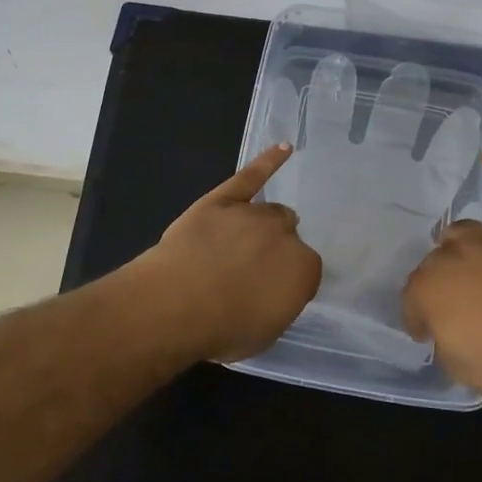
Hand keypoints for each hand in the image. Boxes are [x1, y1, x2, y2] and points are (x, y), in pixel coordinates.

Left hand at [138, 144, 322, 362]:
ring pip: (270, 211)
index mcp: (303, 270)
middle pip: (288, 236)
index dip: (284, 282)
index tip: (267, 293)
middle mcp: (286, 235)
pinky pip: (252, 175)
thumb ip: (278, 305)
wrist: (176, 304)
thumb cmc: (222, 329)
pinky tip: (283, 149)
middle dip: (274, 251)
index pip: (305, 271)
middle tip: (251, 270)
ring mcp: (254, 213)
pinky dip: (268, 161)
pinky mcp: (225, 198)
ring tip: (244, 243)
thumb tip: (275, 293)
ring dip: (263, 225)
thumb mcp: (264, 333)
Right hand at [402, 154, 481, 402]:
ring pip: (463, 232)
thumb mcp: (456, 366)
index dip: (419, 320)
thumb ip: (444, 338)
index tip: (428, 335)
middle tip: (455, 310)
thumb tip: (448, 327)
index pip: (412, 300)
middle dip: (440, 286)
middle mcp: (452, 254)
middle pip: (436, 264)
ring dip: (459, 246)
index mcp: (427, 286)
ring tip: (464, 261)